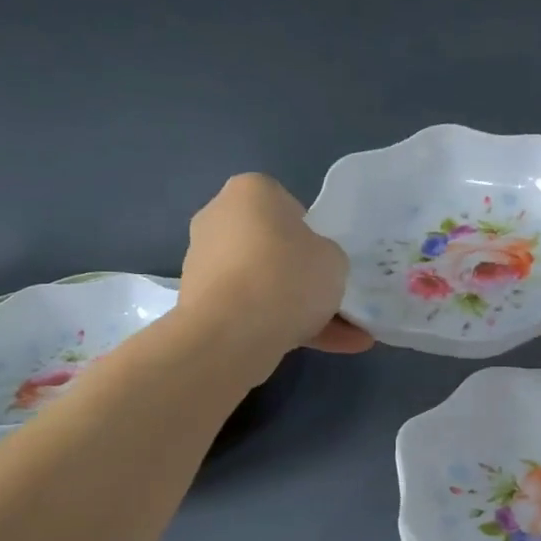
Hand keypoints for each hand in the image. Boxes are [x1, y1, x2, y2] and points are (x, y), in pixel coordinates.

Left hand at [180, 173, 372, 364]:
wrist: (230, 333)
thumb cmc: (287, 276)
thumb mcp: (334, 259)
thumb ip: (325, 256)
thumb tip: (310, 268)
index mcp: (249, 191)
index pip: (284, 205)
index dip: (309, 233)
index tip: (322, 259)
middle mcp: (217, 219)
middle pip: (269, 247)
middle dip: (299, 275)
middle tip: (330, 299)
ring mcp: (203, 264)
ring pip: (261, 285)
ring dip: (296, 309)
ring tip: (341, 338)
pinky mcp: (199, 305)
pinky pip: (249, 311)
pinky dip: (280, 328)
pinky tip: (321, 349)